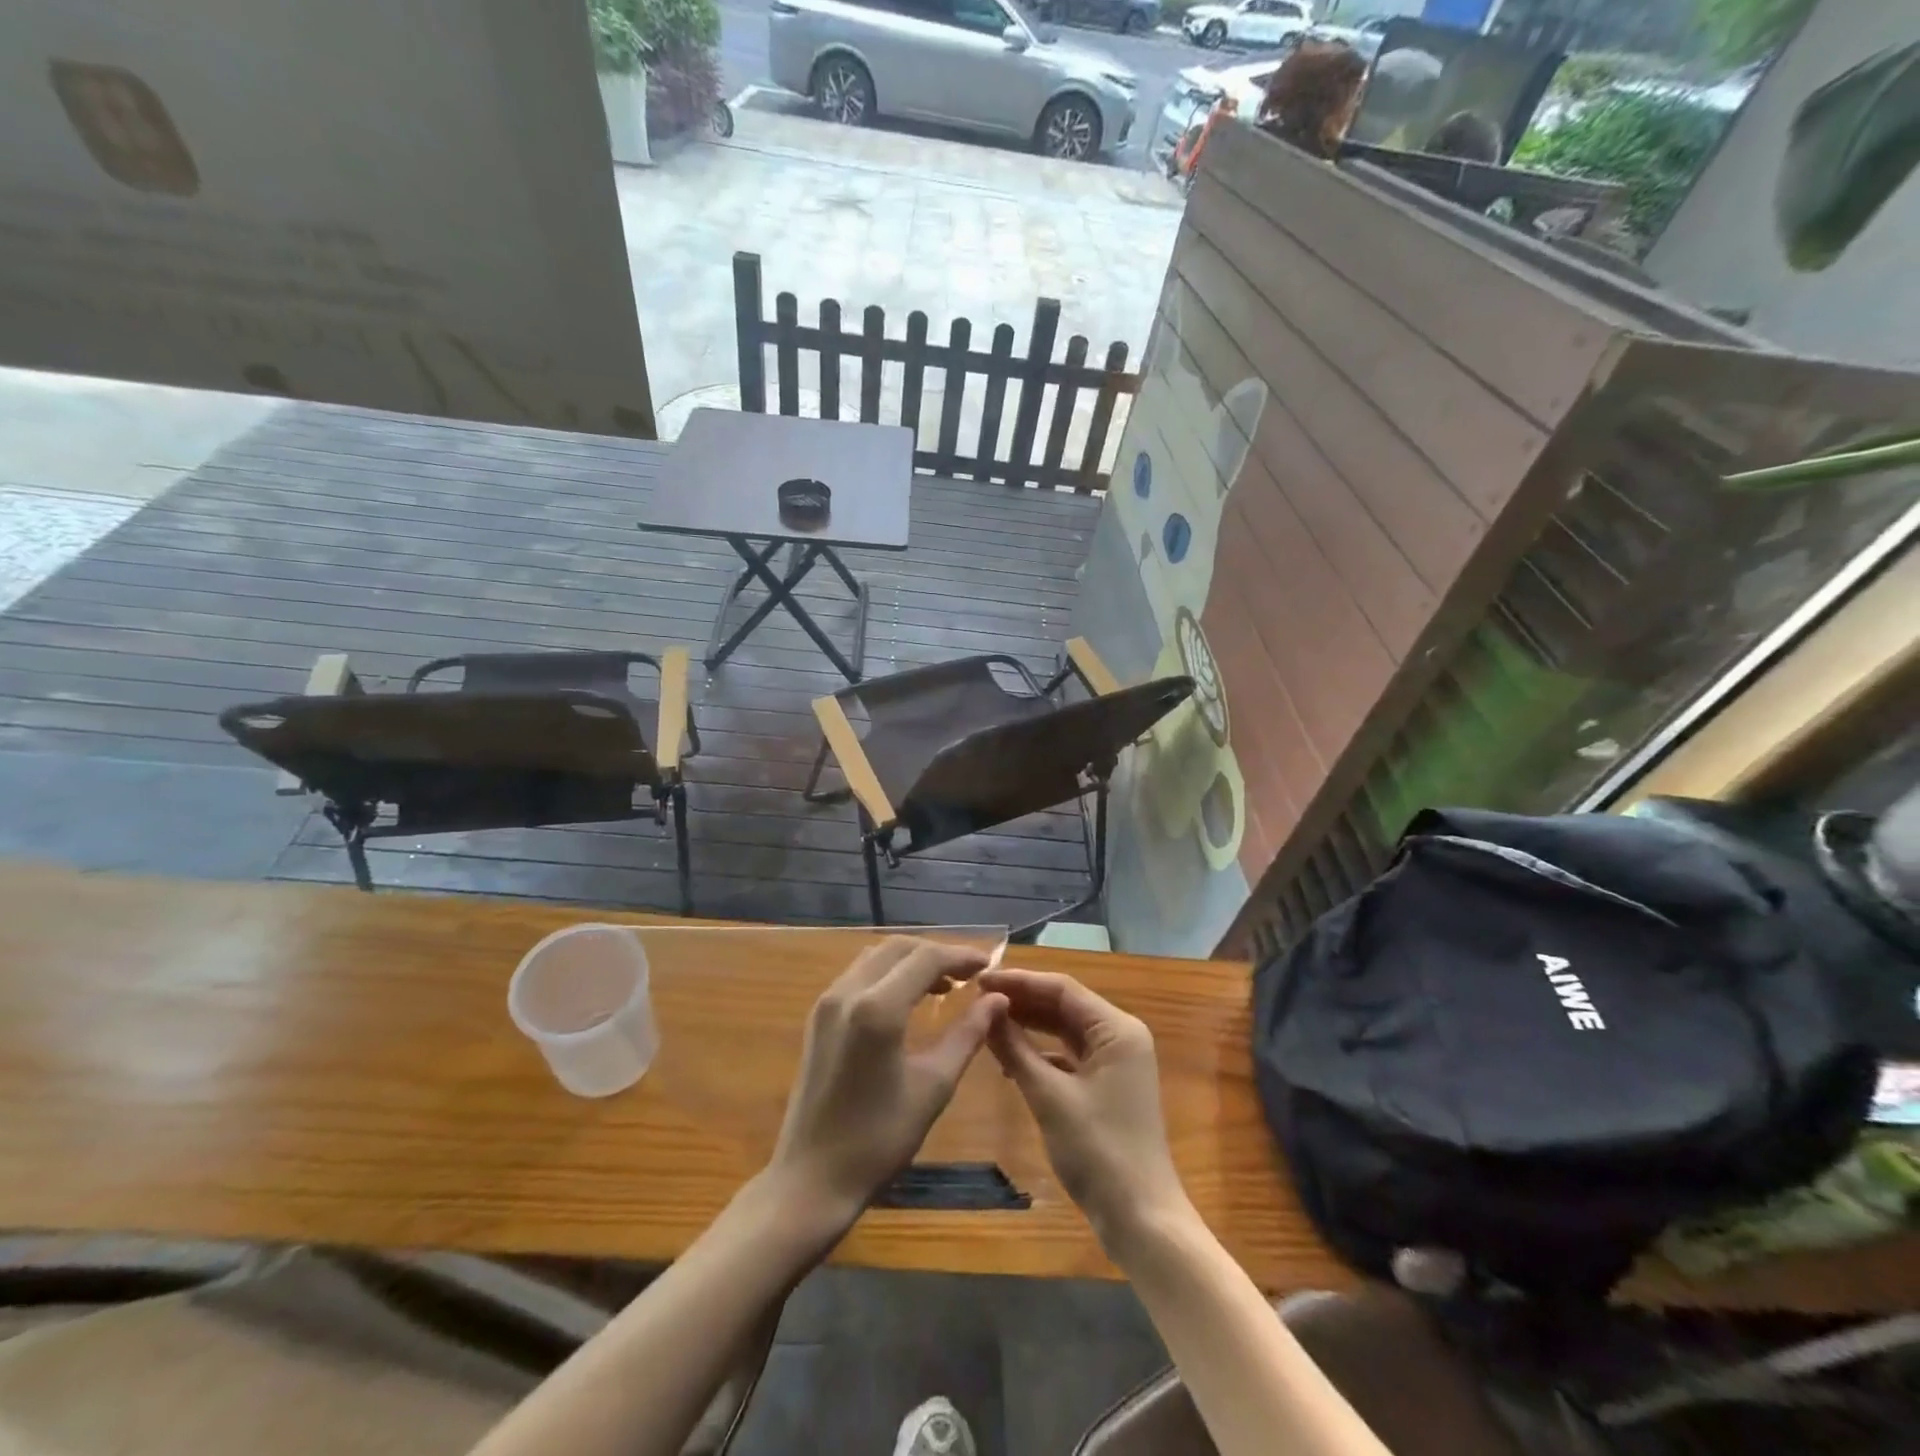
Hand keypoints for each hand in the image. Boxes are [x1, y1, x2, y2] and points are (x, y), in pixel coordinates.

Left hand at [767, 938, 1005, 1229]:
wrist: (811, 1179)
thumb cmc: (879, 1139)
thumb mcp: (934, 1087)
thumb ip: (967, 1035)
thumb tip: (997, 999)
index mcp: (877, 1008)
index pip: (926, 958)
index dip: (961, 956)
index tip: (990, 965)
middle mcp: (848, 992)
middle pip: (899, 948)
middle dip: (937, 953)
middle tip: (970, 974)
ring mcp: (827, 1002)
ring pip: (877, 957)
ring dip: (911, 961)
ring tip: (946, 985)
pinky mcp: (818, 1016)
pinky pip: (860, 975)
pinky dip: (889, 974)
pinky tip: (910, 999)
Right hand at [981, 968, 1190, 1255]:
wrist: (1141, 1218)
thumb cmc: (1098, 1151)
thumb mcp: (1049, 1096)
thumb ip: (1016, 1049)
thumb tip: (986, 1010)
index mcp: (1117, 1029)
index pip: (1062, 989)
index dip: (1019, 981)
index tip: (979, 980)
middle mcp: (1121, 1036)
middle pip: (1065, 1005)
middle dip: (1023, 1001)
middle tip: (977, 999)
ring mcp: (1117, 1062)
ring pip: (1066, 1030)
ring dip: (1030, 1025)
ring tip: (988, 1022)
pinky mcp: (1108, 1085)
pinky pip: (1070, 1055)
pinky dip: (1041, 1053)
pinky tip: (1010, 1060)